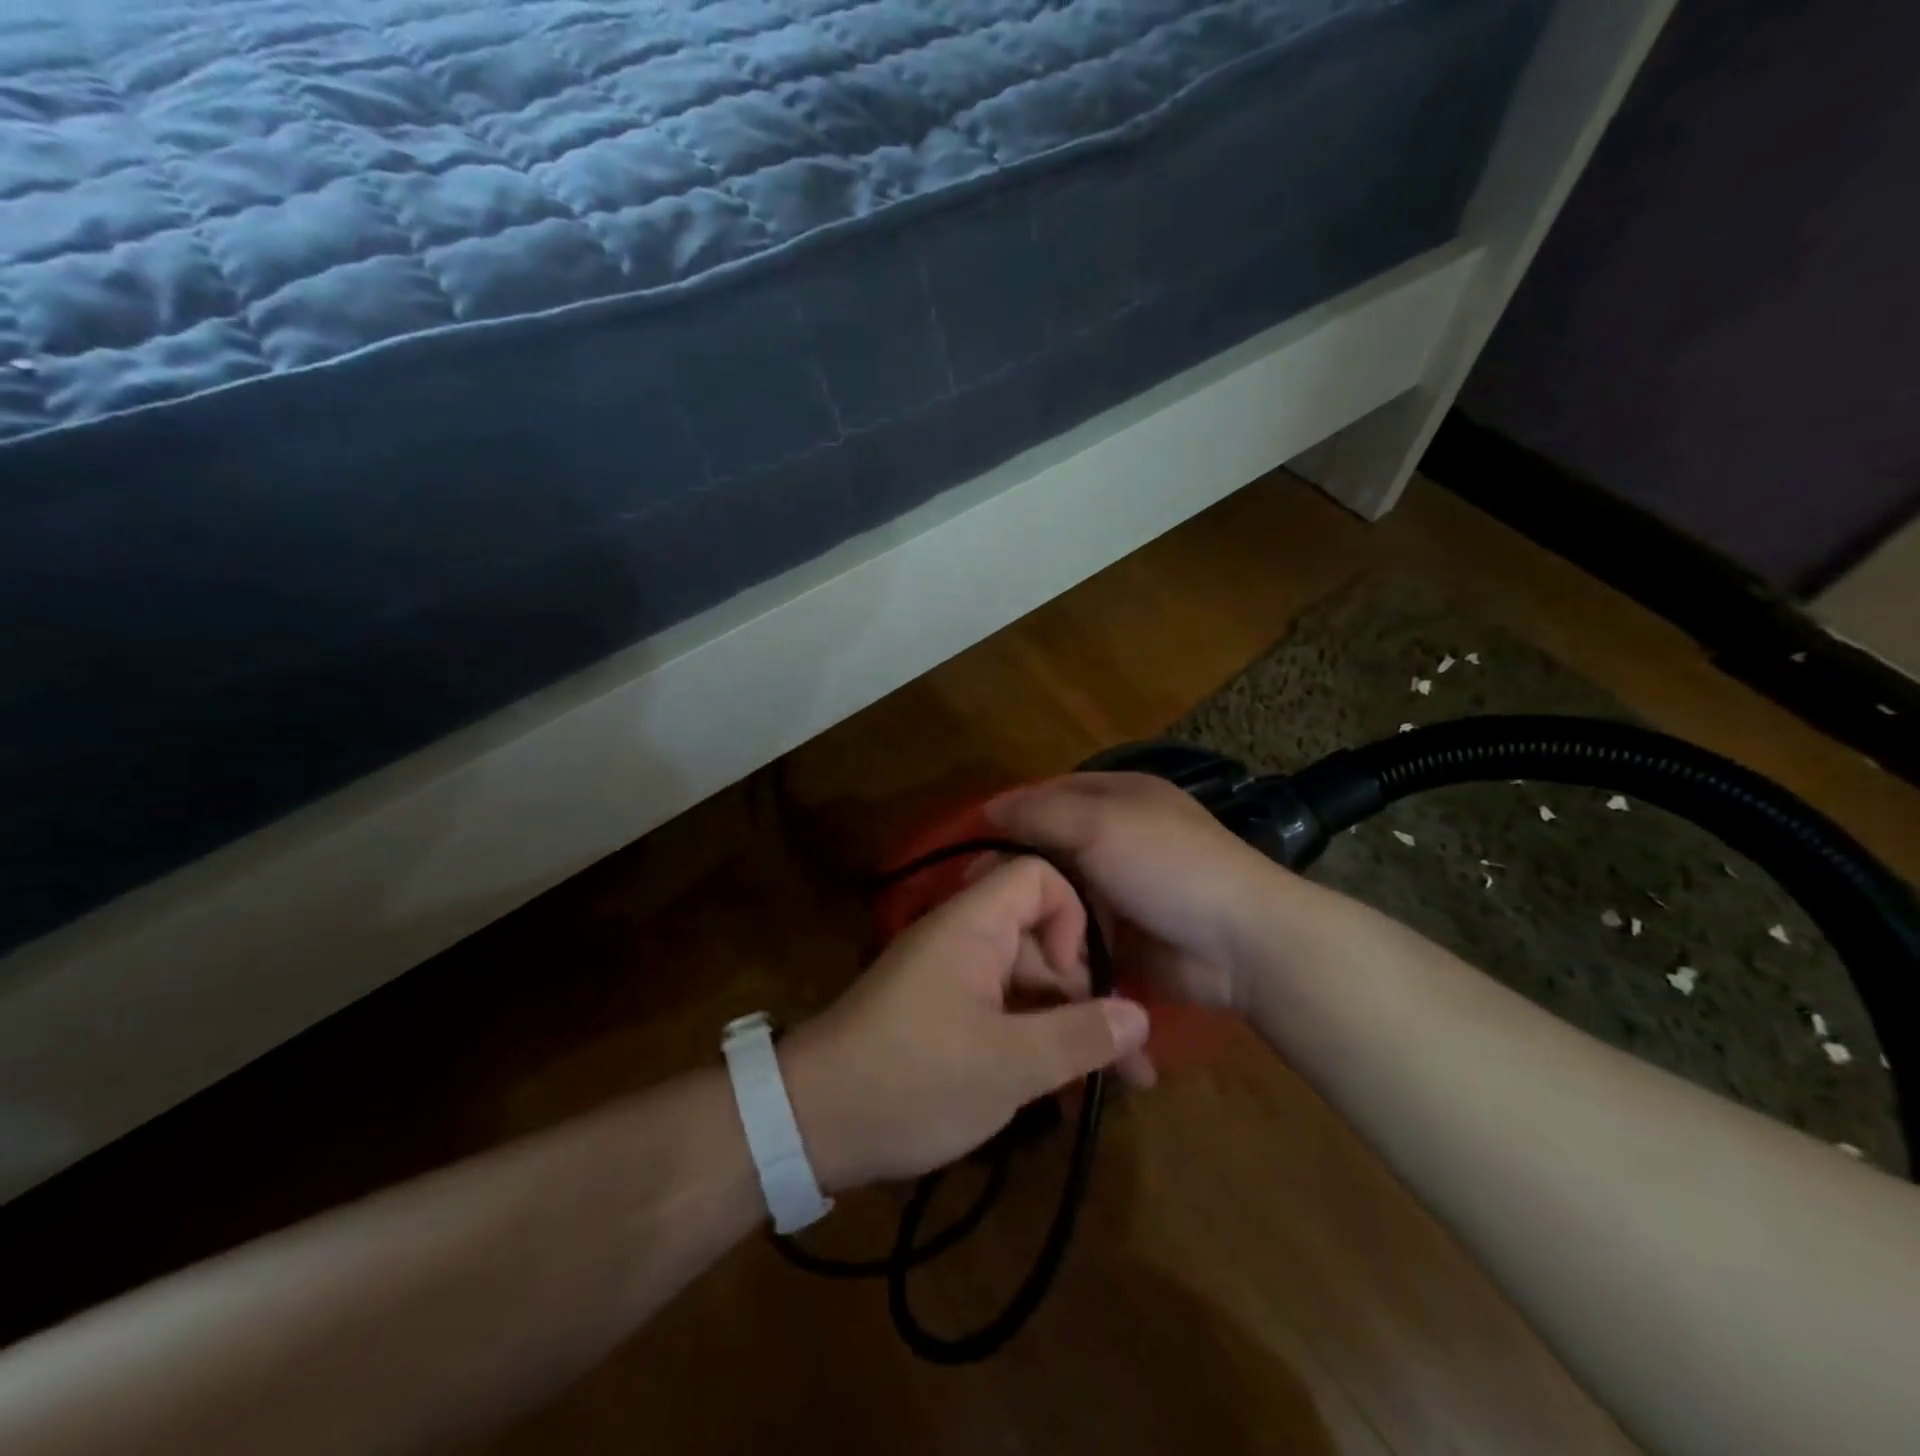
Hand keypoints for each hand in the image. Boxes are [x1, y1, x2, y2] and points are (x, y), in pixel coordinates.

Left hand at [782, 856, 1151, 1191]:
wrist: (811, 1123)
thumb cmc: (913, 1080)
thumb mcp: (1008, 1066)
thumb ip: (1080, 1036)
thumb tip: (1141, 1016)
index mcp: (972, 925)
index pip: (1037, 876)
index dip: (1071, 917)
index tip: (1078, 979)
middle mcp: (962, 938)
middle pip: (1038, 936)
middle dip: (1081, 990)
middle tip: (1116, 1056)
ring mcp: (950, 977)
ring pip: (1024, 981)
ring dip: (1063, 1023)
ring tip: (1103, 1083)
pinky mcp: (941, 1013)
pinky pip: (1001, 1009)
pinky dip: (1032, 1038)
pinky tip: (1060, 1087)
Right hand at [985, 772, 1287, 1013]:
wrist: (1239, 944)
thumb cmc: (1167, 867)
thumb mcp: (1100, 824)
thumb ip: (1041, 813)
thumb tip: (989, 808)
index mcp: (1117, 797)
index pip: (1049, 794)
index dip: (1011, 814)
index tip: (972, 844)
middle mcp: (1115, 837)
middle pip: (1050, 847)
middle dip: (1018, 870)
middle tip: (977, 895)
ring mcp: (1119, 889)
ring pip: (1059, 893)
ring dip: (1034, 910)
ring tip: (998, 930)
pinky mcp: (1122, 936)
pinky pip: (1075, 932)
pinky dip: (1055, 941)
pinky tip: (1027, 954)